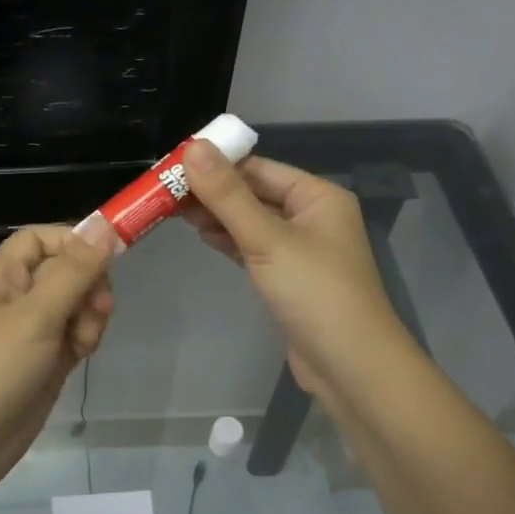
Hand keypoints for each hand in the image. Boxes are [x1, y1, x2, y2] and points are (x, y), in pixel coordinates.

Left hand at [0, 222, 116, 499]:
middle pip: (67, 270)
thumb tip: (104, 224)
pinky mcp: (44, 359)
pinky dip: (84, 339)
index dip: (75, 243)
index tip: (107, 260)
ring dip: (89, 316)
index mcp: (3, 274)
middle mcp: (16, 295)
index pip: (44, 238)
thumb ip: (74, 271)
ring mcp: (31, 329)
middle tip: (97, 312)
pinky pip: (74, 333)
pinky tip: (81, 356)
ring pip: (76, 303)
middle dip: (89, 286)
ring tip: (82, 343)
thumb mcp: (36, 315)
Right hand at [181, 142, 404, 397]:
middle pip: (253, 193)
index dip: (216, 165)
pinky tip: (203, 237)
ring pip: (251, 222)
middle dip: (212, 193)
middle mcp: (311, 216)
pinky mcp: (288, 277)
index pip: (258, 168)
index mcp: (317, 196)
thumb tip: (193, 147)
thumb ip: (228, 195)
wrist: (350, 366)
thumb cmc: (315, 293)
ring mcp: (300, 249)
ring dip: (217, 217)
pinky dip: (229, 241)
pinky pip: (253, 247)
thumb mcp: (267, 239)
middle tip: (164, 193)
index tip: (172, 167)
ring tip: (173, 213)